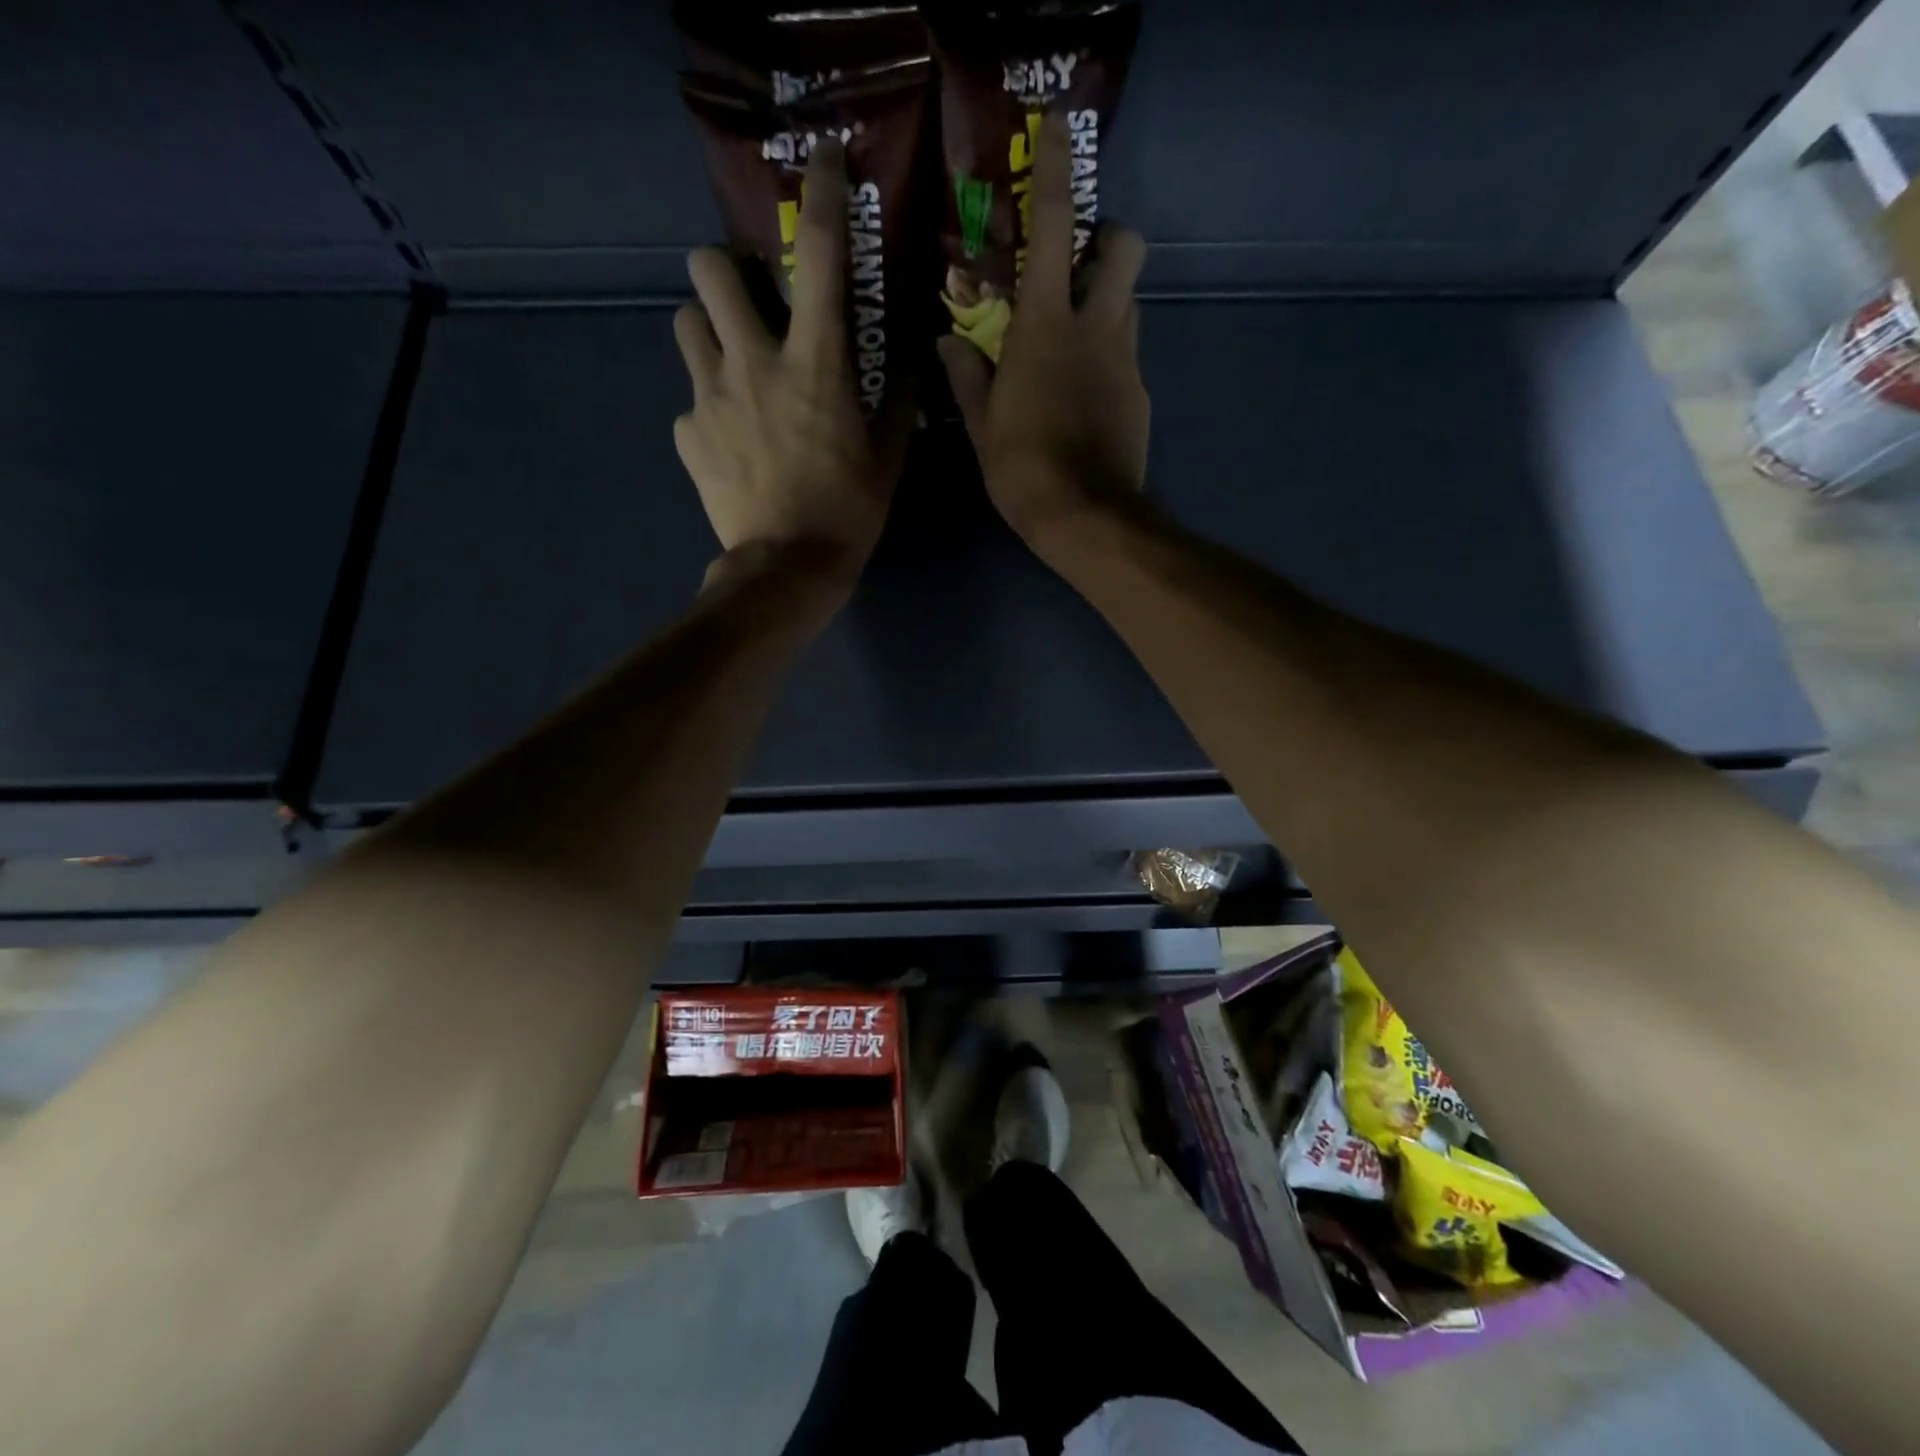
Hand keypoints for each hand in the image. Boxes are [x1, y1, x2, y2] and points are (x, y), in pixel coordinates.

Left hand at [673, 139, 907, 587]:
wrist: (787, 569)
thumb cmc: (848, 512)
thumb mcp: (887, 459)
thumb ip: (896, 404)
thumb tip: (908, 367)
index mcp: (815, 363)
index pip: (819, 257)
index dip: (821, 196)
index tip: (821, 161)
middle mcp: (754, 362)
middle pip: (709, 268)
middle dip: (724, 268)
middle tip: (748, 302)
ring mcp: (710, 396)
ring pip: (685, 324)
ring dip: (708, 332)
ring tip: (732, 367)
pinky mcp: (687, 434)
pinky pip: (690, 402)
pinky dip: (709, 412)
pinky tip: (731, 445)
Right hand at [938, 112, 1150, 546]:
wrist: (1087, 517)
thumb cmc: (1024, 469)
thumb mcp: (982, 425)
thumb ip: (967, 375)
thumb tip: (948, 340)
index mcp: (1045, 325)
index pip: (1055, 227)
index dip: (1056, 171)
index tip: (1060, 128)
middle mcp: (1095, 326)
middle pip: (1125, 246)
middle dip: (1108, 237)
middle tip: (1079, 265)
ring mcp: (1126, 359)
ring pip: (1130, 300)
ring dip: (1108, 299)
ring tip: (1075, 337)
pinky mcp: (1140, 392)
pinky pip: (1128, 354)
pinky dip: (1108, 357)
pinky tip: (1086, 395)